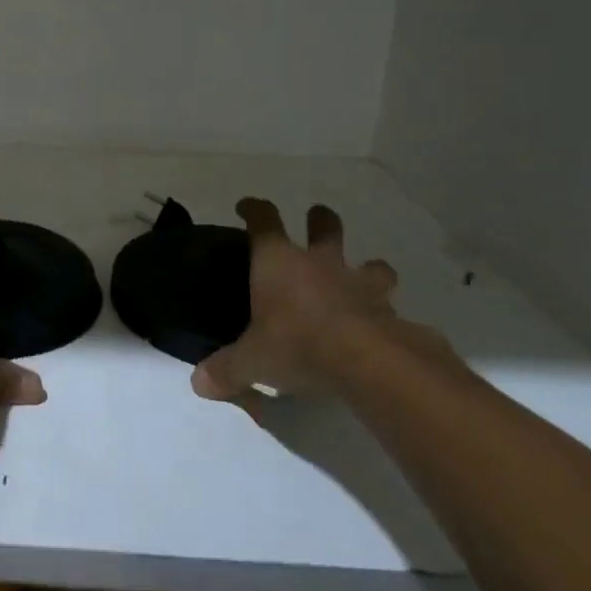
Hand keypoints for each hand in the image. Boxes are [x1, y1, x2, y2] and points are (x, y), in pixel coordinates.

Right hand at [191, 199, 410, 400]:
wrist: (368, 362)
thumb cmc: (297, 344)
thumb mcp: (252, 361)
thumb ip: (226, 369)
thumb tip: (199, 383)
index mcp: (279, 261)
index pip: (263, 220)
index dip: (253, 209)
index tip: (246, 207)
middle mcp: (320, 263)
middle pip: (324, 226)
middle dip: (320, 220)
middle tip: (317, 220)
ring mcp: (359, 284)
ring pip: (370, 263)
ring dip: (367, 267)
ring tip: (363, 277)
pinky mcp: (390, 313)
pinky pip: (391, 306)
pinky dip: (386, 313)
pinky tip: (383, 327)